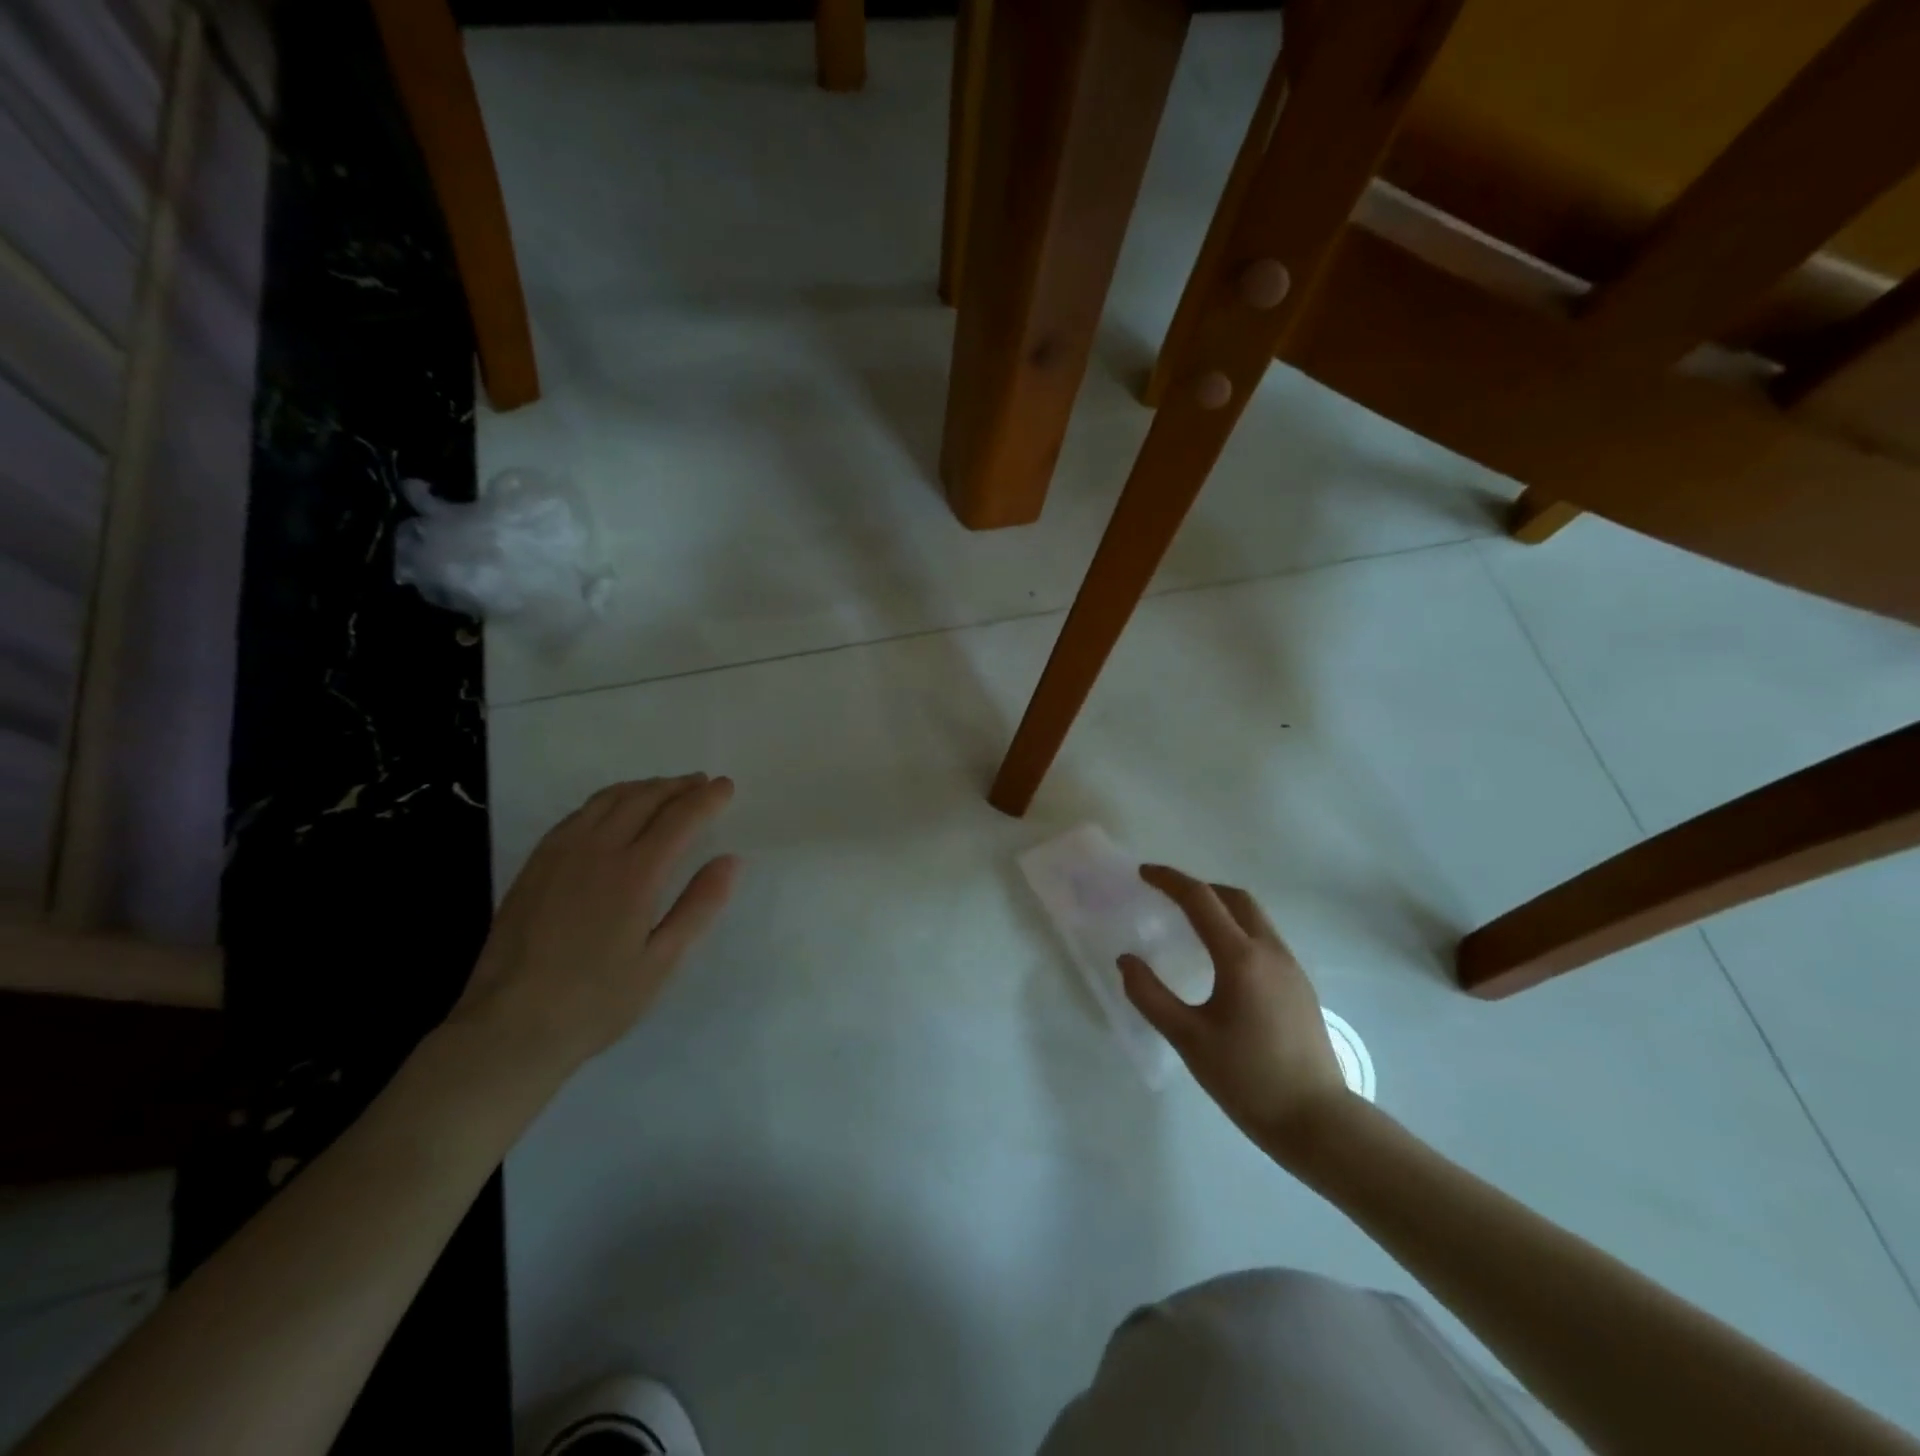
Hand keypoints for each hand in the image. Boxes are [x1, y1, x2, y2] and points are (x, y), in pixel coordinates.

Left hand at [452, 774, 738, 1078]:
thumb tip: (730, 860)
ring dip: (643, 787)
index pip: (679, 819)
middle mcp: (597, 851)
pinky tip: (613, 811)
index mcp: (635, 874)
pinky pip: (577, 815)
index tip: (726, 786)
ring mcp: (560, 854)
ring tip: (664, 789)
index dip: (706, 799)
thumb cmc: (597, 1002)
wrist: (509, 1028)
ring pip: (607, 800)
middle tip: (701, 783)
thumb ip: (698, 906)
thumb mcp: (661, 962)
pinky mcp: (535, 865)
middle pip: (644, 799)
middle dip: (677, 786)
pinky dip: (606, 801)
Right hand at [1120, 865, 1353, 1155]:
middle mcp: (1270, 951)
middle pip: (1234, 898)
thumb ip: (1151, 996)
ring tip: (1190, 922)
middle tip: (1167, 895)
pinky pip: (1264, 938)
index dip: (1169, 881)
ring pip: (1254, 916)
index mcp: (1241, 957)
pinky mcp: (1300, 987)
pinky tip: (1221, 959)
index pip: (1201, 900)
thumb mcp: (1188, 1039)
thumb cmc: (1247, 1079)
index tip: (1143, 873)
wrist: (1318, 1122)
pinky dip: (1237, 928)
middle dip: (1199, 887)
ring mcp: (1291, 968)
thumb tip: (1126, 960)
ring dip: (1220, 906)